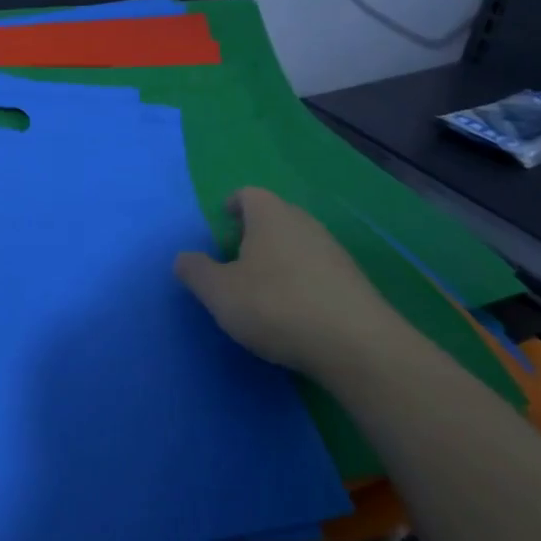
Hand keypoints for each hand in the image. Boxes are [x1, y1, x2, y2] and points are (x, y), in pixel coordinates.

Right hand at [174, 187, 403, 380]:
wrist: (356, 345)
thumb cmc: (276, 306)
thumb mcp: (219, 292)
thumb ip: (196, 271)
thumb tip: (184, 258)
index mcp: (270, 216)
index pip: (248, 194)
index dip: (232, 205)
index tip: (222, 222)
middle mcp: (304, 223)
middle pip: (275, 216)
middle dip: (254, 232)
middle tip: (235, 257)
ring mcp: (333, 251)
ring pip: (297, 243)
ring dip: (278, 257)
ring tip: (261, 287)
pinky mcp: (353, 281)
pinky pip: (317, 269)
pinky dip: (300, 280)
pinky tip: (293, 309)